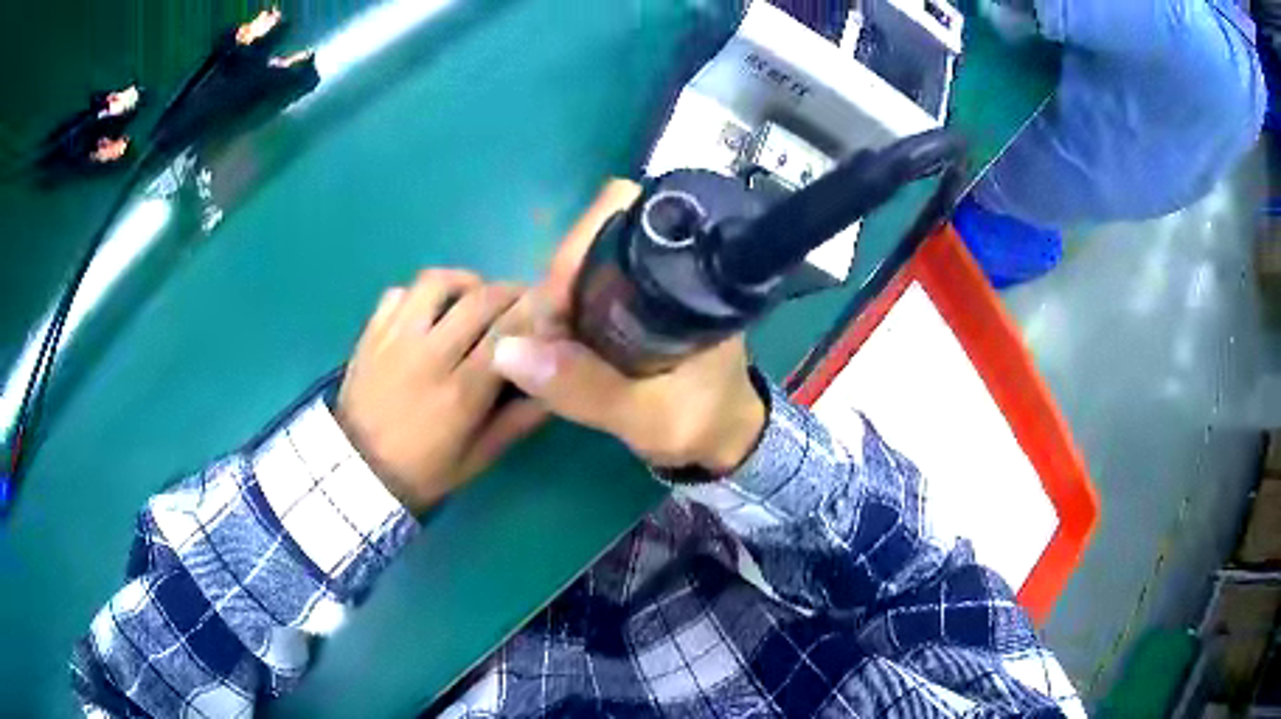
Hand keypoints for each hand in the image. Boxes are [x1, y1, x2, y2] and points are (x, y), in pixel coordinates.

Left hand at [337, 269, 546, 512]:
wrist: (359, 472)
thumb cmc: (425, 471)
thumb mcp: (481, 457)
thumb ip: (520, 420)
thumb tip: (555, 385)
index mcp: (461, 391)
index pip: (509, 331)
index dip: (538, 309)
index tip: (554, 303)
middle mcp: (428, 355)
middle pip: (480, 298)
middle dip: (511, 291)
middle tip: (521, 300)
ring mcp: (394, 339)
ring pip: (436, 282)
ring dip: (465, 282)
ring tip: (474, 297)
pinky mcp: (371, 333)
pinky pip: (399, 292)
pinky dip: (420, 294)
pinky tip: (430, 311)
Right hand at [491, 181, 765, 473]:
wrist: (725, 435)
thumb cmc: (701, 423)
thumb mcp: (647, 418)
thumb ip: (586, 388)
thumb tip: (505, 350)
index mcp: (687, 272)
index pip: (622, 214)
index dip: (575, 250)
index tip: (554, 310)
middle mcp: (668, 261)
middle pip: (593, 234)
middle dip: (557, 281)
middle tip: (546, 340)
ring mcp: (647, 278)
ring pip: (581, 260)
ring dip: (554, 299)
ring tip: (549, 350)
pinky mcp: (632, 298)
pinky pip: (582, 285)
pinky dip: (561, 311)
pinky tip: (559, 347)